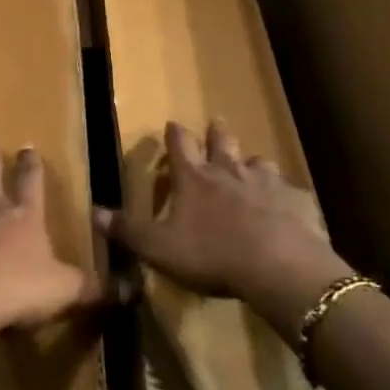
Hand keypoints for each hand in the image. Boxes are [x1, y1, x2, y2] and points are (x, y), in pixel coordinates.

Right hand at [94, 120, 341, 308]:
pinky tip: (287, 204)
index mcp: (194, 178)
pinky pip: (290, 192)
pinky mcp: (295, 201)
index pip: (179, 145)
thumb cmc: (211, 254)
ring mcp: (265, 183)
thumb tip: (94, 211)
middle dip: (216, 132)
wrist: (277, 265)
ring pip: (258, 162)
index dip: (174, 134)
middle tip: (215, 123)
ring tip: (251, 165)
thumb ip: (128, 230)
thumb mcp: (159, 248)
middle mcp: (229, 171)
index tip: (172, 123)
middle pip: (222, 141)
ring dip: (251, 163)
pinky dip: (285, 195)